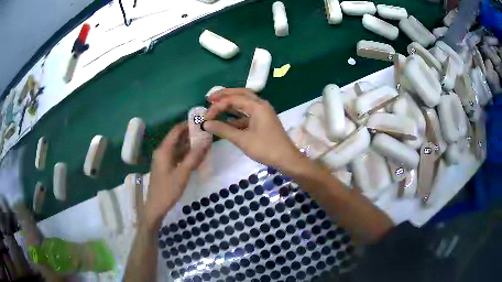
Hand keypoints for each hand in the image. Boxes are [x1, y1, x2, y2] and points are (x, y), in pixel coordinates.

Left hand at [145, 122, 209, 227]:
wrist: (156, 206)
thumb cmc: (168, 189)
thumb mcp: (183, 173)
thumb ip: (194, 156)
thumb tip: (206, 140)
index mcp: (164, 150)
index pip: (176, 130)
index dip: (188, 124)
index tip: (201, 121)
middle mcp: (162, 151)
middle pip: (177, 138)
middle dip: (191, 135)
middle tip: (207, 133)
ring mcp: (163, 159)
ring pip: (178, 148)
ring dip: (190, 145)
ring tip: (205, 144)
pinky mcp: (166, 166)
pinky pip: (177, 156)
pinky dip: (186, 155)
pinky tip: (197, 157)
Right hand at [204, 88, 305, 172]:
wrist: (286, 159)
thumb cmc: (266, 148)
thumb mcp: (242, 140)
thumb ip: (223, 130)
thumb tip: (206, 124)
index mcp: (257, 106)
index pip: (233, 100)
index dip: (217, 106)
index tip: (206, 117)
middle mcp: (261, 105)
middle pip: (240, 94)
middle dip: (224, 95)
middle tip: (210, 98)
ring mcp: (263, 112)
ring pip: (244, 102)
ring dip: (230, 103)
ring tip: (215, 105)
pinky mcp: (263, 120)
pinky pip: (247, 113)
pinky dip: (236, 115)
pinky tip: (226, 119)